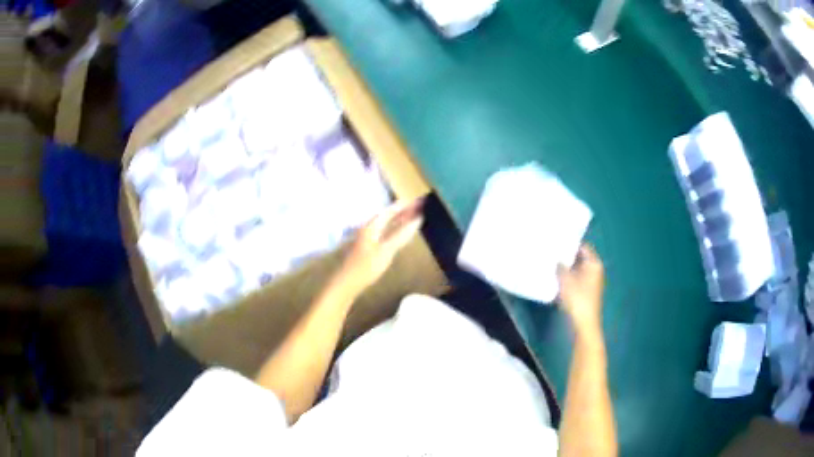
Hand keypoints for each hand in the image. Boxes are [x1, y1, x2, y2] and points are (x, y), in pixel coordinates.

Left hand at [338, 199, 423, 294]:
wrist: (347, 283)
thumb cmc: (366, 266)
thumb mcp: (386, 250)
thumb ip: (401, 235)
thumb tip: (417, 219)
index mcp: (371, 226)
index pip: (389, 211)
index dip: (403, 206)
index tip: (417, 201)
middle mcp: (368, 229)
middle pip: (387, 217)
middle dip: (402, 212)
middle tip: (418, 209)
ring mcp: (367, 239)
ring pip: (385, 225)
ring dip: (398, 221)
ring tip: (412, 219)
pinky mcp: (367, 249)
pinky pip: (384, 234)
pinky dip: (394, 231)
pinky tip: (399, 235)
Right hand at [557, 244, 604, 333]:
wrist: (584, 323)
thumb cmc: (577, 298)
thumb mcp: (565, 279)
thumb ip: (560, 266)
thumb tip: (557, 258)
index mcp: (594, 263)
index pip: (582, 247)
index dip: (570, 244)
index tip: (557, 242)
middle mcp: (595, 270)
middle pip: (580, 258)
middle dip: (567, 256)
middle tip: (552, 253)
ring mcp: (592, 281)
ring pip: (577, 269)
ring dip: (567, 268)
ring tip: (552, 264)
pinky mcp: (587, 291)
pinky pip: (577, 278)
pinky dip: (569, 277)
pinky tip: (557, 279)